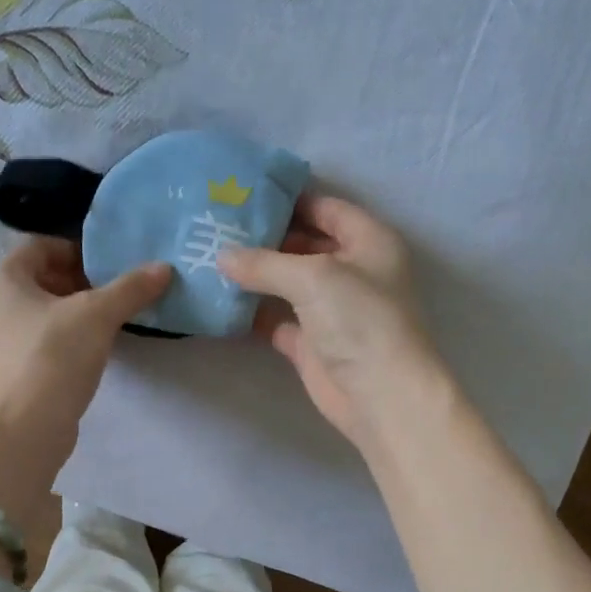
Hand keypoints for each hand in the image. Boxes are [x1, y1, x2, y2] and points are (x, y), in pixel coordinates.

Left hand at [0, 237, 170, 491]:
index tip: (115, 263)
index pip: (42, 245)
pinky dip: (75, 338)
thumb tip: (164, 268)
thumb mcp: (96, 315)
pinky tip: (103, 348)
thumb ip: (130, 288)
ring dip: (84, 312)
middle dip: (87, 281)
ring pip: (50, 312)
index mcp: (3, 279)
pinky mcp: (19, 370)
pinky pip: (50, 341)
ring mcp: (5, 340)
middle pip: (47, 278)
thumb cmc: (51, 359)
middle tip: (124, 290)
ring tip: (121, 318)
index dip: (80, 248)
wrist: (22, 432)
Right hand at [220, 194, 442, 450]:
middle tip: (217, 227)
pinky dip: (252, 312)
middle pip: (303, 244)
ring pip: (287, 283)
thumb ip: (265, 263)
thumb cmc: (360, 321)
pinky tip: (220, 301)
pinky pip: (276, 319)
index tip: (244, 196)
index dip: (289, 200)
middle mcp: (351, 271)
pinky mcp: (311, 343)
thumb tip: (222, 256)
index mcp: (368, 242)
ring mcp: (330, 310)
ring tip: (210, 258)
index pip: (326, 208)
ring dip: (254, 275)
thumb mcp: (313, 277)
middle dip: (264, 238)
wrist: (380, 396)